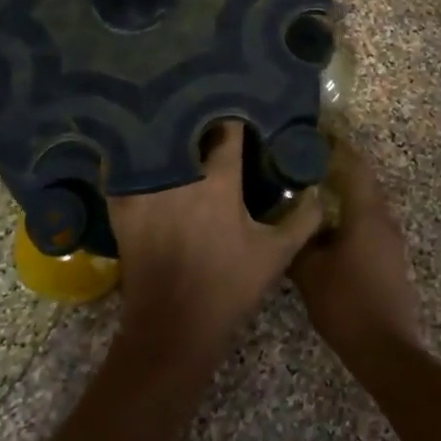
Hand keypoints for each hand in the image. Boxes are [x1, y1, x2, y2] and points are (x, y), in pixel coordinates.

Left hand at [108, 121, 322, 363]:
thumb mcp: (276, 255)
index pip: (228, 131)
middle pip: (188, 129)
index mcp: (219, 182)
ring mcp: (146, 190)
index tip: (243, 111)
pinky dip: (133, 157)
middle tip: (210, 114)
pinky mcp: (123, 207)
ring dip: (168, 134)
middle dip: (199, 118)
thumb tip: (318, 191)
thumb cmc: (229, 289)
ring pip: (156, 144)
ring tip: (178, 124)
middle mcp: (180, 177)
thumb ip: (303, 219)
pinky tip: (141, 152)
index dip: (237, 118)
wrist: (173, 330)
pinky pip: (125, 169)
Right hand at [289, 138, 423, 358]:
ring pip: (364, 202)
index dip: (336, 145)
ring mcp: (389, 239)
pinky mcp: (388, 257)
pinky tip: (325, 224)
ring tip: (310, 187)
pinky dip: (347, 212)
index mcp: (366, 213)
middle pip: (362, 179)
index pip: (354, 164)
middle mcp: (383, 218)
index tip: (315, 132)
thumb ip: (297, 240)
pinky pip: (367, 221)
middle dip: (337, 165)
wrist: (386, 348)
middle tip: (305, 158)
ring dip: (342, 190)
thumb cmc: (347, 303)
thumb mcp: (310, 272)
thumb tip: (284, 219)